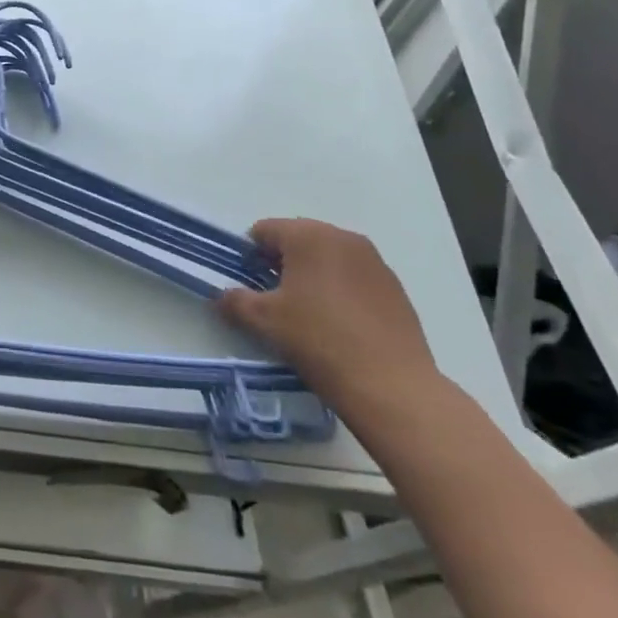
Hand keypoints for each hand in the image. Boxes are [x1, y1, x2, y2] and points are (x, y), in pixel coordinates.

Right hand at [218, 218, 439, 416]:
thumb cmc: (319, 341)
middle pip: (298, 239)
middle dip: (282, 264)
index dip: (250, 256)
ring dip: (312, 276)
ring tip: (309, 315)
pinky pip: (354, 277)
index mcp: (308, 235)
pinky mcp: (394, 287)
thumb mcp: (265, 321)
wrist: (392, 387)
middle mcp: (343, 237)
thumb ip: (236, 301)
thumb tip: (222, 296)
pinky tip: (340, 325)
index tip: (250, 287)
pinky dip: (340, 290)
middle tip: (276, 302)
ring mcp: (374, 261)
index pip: (264, 230)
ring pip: (328, 258)